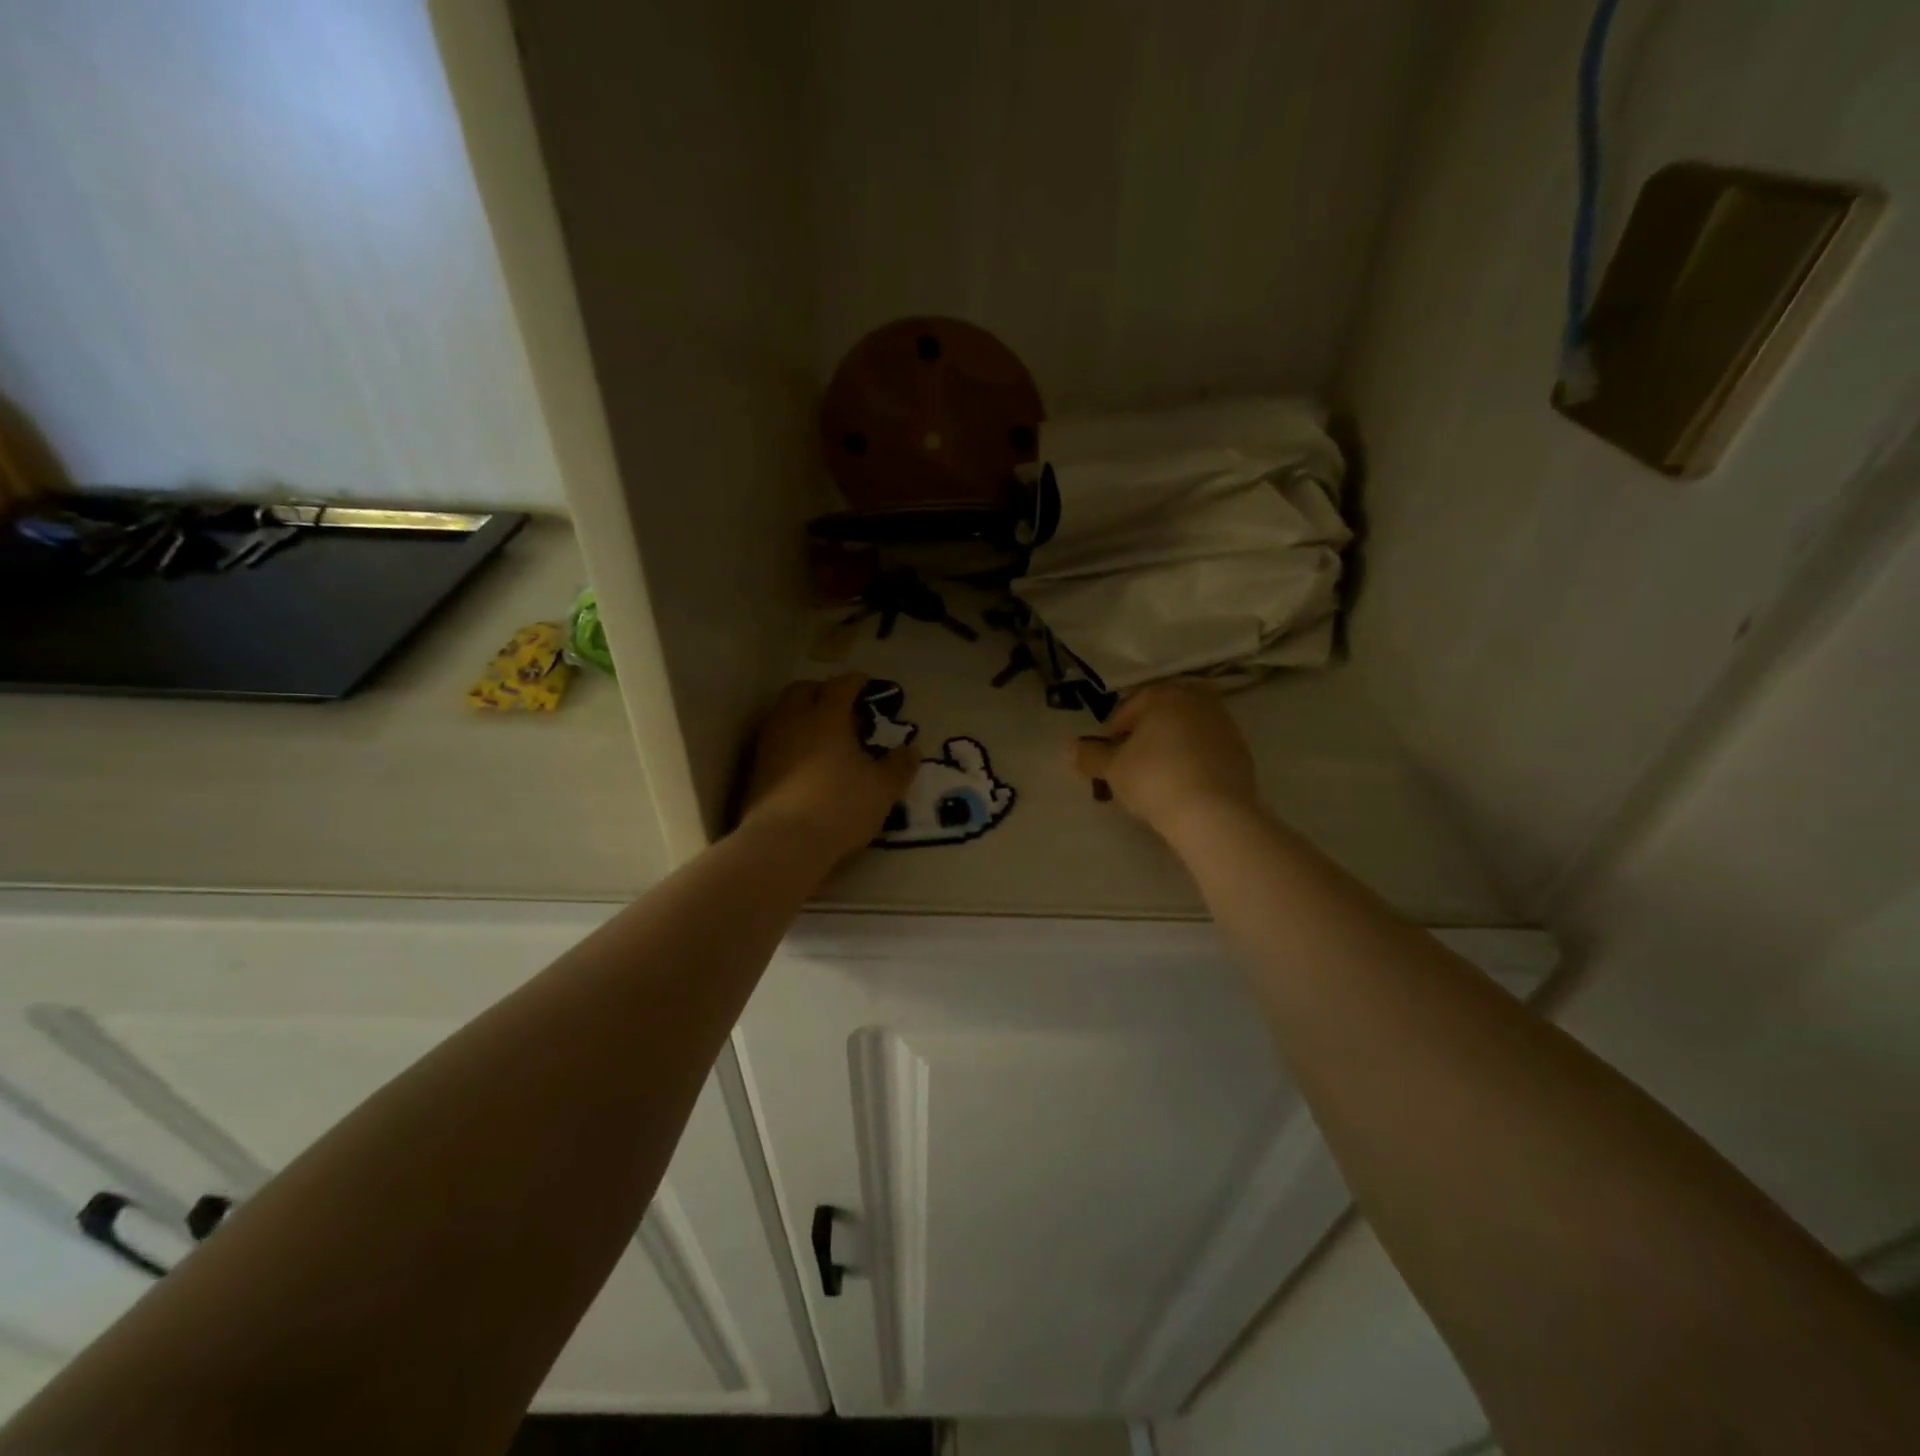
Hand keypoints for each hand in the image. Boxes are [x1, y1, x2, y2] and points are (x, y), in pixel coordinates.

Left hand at [738, 675, 919, 860]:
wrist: (782, 844)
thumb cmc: (840, 807)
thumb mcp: (882, 789)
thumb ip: (899, 766)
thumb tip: (912, 750)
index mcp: (826, 716)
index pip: (840, 685)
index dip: (855, 681)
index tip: (866, 684)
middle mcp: (793, 721)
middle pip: (802, 690)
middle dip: (822, 691)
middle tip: (841, 706)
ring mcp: (769, 744)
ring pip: (783, 714)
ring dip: (802, 715)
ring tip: (822, 735)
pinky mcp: (755, 769)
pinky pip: (774, 740)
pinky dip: (790, 740)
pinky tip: (804, 761)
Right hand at [1073, 681, 1257, 835]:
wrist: (1213, 813)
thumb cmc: (1154, 779)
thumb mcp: (1112, 769)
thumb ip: (1090, 756)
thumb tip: (1071, 748)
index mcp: (1165, 695)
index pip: (1130, 707)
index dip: (1113, 733)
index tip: (1106, 758)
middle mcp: (1198, 700)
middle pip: (1161, 715)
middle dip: (1144, 736)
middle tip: (1130, 765)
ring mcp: (1224, 724)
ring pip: (1185, 731)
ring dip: (1168, 747)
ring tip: (1155, 777)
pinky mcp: (1241, 751)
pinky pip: (1206, 750)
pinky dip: (1191, 760)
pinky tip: (1182, 785)